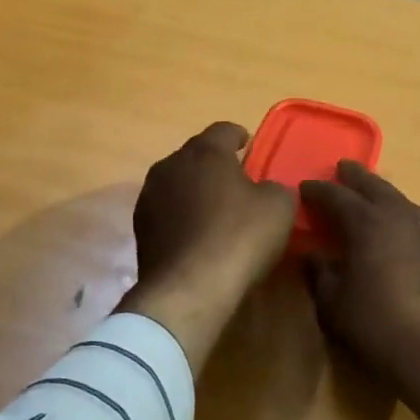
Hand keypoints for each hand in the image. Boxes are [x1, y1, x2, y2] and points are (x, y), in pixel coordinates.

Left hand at [117, 122, 295, 370]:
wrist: (188, 289)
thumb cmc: (239, 237)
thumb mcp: (278, 207)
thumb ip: (275, 187)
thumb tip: (265, 189)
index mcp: (204, 151)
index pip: (223, 130)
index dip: (238, 136)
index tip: (248, 144)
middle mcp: (170, 165)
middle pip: (196, 156)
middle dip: (215, 165)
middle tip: (236, 181)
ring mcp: (149, 198)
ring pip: (178, 184)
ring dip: (195, 191)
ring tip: (215, 210)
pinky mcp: (140, 230)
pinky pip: (167, 213)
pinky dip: (182, 217)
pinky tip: (198, 236)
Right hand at [300, 163, 419, 419]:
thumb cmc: (381, 328)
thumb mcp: (335, 306)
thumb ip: (321, 275)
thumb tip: (312, 255)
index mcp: (367, 223)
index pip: (336, 196)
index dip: (317, 190)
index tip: (303, 187)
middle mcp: (399, 217)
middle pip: (374, 186)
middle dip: (355, 177)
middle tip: (342, 168)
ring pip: (400, 200)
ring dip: (382, 192)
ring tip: (371, 193)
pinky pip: (418, 219)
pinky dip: (403, 214)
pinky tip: (401, 226)